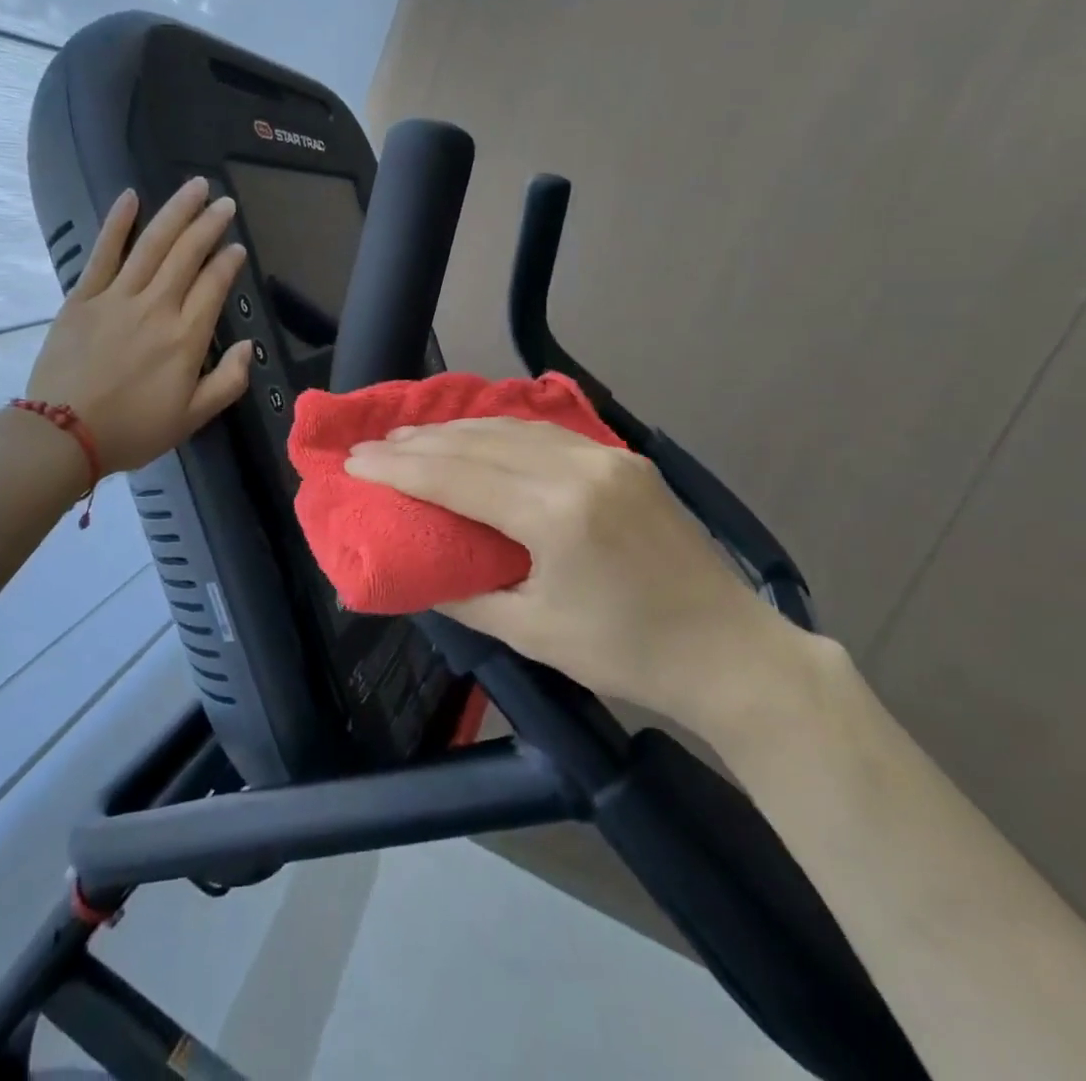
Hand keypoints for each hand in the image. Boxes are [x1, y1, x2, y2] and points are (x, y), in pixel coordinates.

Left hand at [26, 179, 252, 474]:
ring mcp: (117, 298)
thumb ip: (227, 382)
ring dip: (176, 212)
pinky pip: (103, 253)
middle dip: (209, 224)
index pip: (213, 286)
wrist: (64, 435)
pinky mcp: (83, 298)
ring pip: (152, 245)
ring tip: (194, 186)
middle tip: (224, 202)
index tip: (237, 247)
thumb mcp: (192, 418)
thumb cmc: (133, 430)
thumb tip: (247, 347)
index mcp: (186, 338)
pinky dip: (117, 223)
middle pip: (187, 255)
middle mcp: (156, 308)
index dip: (228, 262)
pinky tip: (130, 197)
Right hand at [345, 418, 808, 730]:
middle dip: (419, 443)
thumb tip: (418, 575)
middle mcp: (580, 470)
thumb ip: (467, 596)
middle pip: (480, 442)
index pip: (457, 477)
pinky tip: (477, 437)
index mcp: (556, 515)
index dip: (399, 468)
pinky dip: (501, 433)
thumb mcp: (533, 634)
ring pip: (513, 429)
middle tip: (374, 446)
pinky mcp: (626, 460)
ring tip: (412, 437)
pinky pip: (547, 434)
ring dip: (457, 432)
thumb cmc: (628, 655)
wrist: (731, 652)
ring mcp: (608, 458)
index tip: (354, 462)